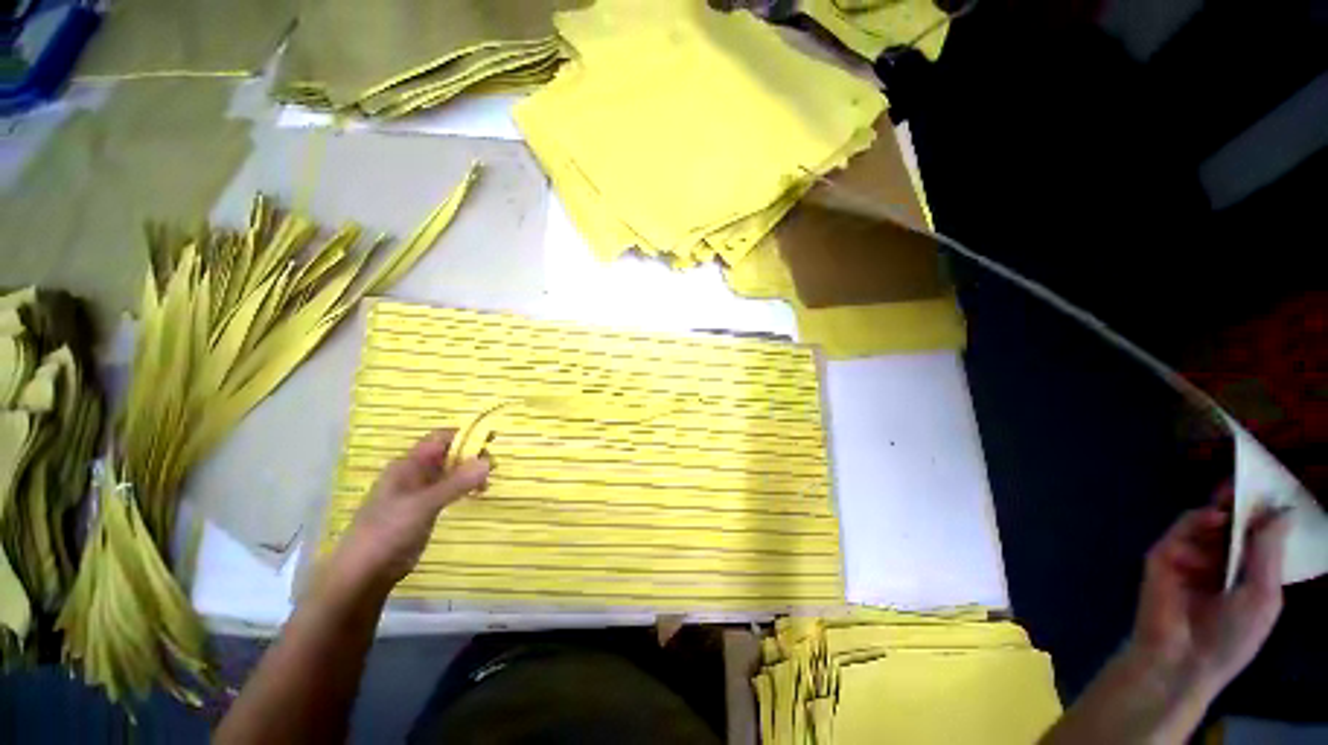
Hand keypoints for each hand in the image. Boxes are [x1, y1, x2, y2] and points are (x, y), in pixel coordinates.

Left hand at [333, 429, 489, 587]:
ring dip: (470, 473)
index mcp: (408, 464)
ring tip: (487, 483)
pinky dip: (464, 488)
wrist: (364, 573)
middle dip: (471, 456)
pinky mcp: (424, 509)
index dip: (465, 435)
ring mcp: (419, 492)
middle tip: (494, 468)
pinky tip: (476, 495)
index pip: (440, 438)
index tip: (491, 441)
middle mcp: (414, 473)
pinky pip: (449, 489)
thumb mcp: (424, 505)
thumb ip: (457, 483)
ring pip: (450, 472)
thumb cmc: (388, 531)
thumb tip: (489, 461)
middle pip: (448, 453)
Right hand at [1130, 496, 1290, 698]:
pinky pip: (1179, 532)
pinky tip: (1213, 517)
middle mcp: (1216, 563)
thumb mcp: (1263, 596)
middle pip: (1226, 526)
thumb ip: (1267, 554)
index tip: (1271, 492)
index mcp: (1243, 575)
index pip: (1252, 538)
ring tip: (1231, 502)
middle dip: (1236, 505)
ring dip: (1218, 511)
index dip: (1261, 517)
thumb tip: (1281, 510)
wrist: (1183, 659)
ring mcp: (1186, 560)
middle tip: (1246, 483)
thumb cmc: (1231, 636)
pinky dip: (1195, 521)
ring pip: (1202, 524)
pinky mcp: (1161, 558)